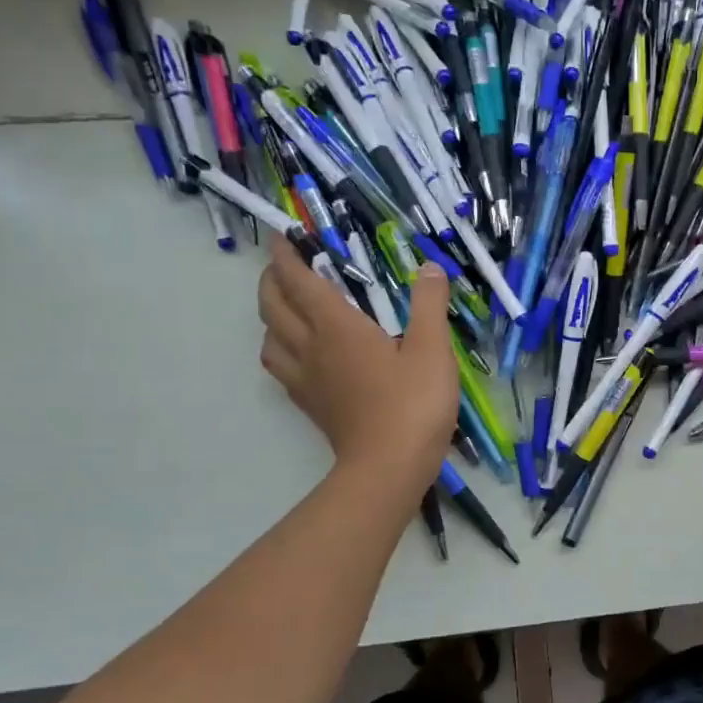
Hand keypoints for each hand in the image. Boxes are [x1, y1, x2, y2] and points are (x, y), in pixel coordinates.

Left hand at [257, 243, 458, 488]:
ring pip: (269, 338)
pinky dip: (279, 348)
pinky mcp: (310, 404)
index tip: (282, 235)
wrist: (390, 466)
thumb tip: (429, 268)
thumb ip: (429, 305)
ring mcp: (306, 379)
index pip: (300, 281)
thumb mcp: (433, 349)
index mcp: (337, 327)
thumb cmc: (413, 403)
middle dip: (272, 280)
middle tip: (286, 267)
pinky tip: (300, 354)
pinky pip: (280, 367)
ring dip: (270, 315)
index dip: (287, 255)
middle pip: (272, 306)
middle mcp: (311, 347)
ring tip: (288, 309)